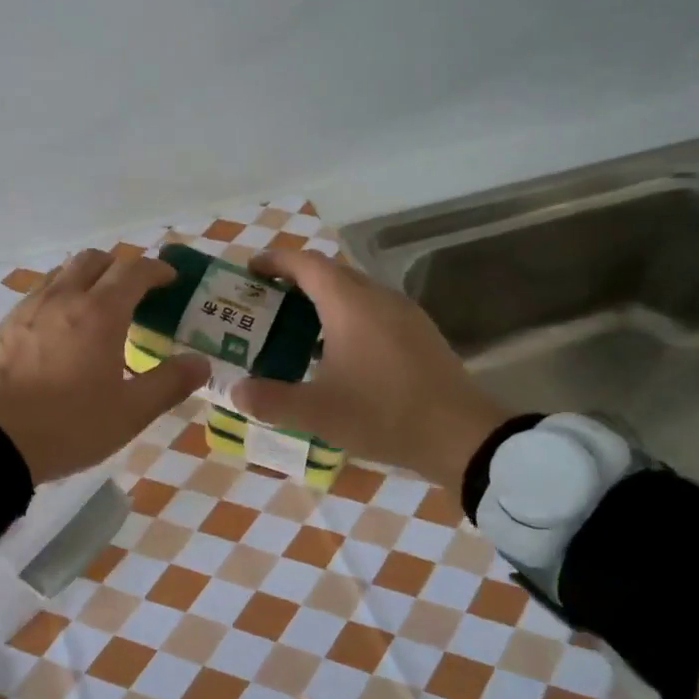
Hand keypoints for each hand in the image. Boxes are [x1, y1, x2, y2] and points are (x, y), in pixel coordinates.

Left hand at [0, 249, 209, 483]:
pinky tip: (61, 326)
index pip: (134, 270)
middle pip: (95, 259)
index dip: (156, 269)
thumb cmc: (69, 425)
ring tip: (98, 305)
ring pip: (63, 271)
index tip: (169, 281)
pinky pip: (40, 291)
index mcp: (100, 312)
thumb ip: (169, 383)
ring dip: (87, 276)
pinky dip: (60, 293)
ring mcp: (30, 307)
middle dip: (120, 266)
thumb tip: (201, 362)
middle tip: (135, 292)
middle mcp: (64, 297)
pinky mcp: (7, 323)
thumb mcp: (129, 413)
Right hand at [230, 250, 512, 488]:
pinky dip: (346, 316)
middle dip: (295, 280)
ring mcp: (404, 314)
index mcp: (349, 304)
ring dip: (322, 299)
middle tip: (266, 302)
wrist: (463, 437)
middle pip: (330, 272)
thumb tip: (235, 391)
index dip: (275, 261)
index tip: (250, 271)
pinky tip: (338, 352)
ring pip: (355, 291)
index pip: (306, 264)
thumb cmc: (383, 414)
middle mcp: (377, 297)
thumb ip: (270, 400)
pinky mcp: (420, 334)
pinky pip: (373, 310)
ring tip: (296, 327)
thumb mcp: (317, 413)